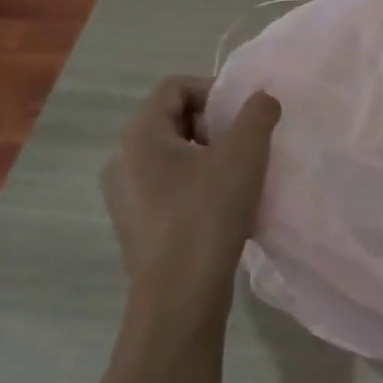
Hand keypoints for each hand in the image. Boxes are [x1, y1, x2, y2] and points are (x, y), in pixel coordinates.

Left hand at [100, 76, 280, 325]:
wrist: (180, 295)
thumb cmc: (208, 214)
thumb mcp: (245, 154)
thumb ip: (257, 114)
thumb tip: (261, 99)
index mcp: (139, 136)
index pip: (174, 87)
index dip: (214, 90)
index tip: (244, 115)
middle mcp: (121, 159)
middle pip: (173, 118)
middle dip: (215, 123)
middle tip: (246, 143)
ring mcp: (124, 194)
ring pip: (173, 153)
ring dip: (209, 153)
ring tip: (240, 174)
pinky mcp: (136, 222)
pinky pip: (168, 183)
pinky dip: (197, 180)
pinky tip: (223, 204)